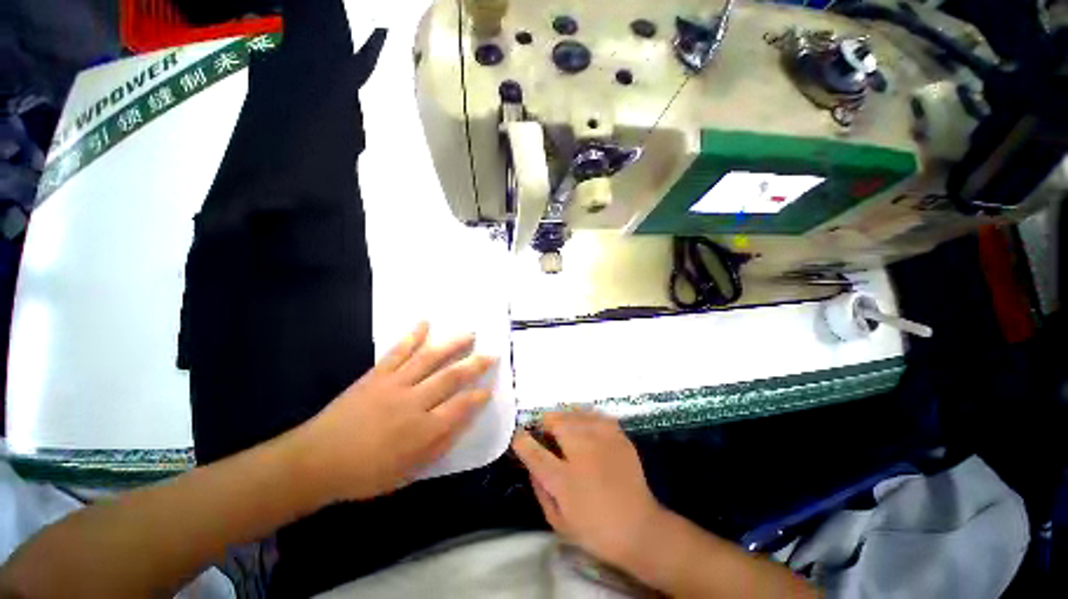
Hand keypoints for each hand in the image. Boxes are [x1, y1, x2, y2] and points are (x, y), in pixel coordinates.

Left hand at [290, 322, 494, 503]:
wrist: (316, 461)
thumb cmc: (365, 473)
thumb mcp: (408, 472)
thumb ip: (439, 446)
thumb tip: (463, 423)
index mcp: (422, 430)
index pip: (460, 407)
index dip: (478, 397)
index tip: (489, 390)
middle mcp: (413, 402)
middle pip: (451, 377)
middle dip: (475, 365)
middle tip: (491, 354)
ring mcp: (394, 384)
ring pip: (429, 359)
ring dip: (452, 345)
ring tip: (470, 334)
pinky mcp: (376, 374)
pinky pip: (397, 351)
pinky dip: (412, 335)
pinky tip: (425, 323)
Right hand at [512, 411, 665, 570]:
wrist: (640, 529)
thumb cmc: (595, 530)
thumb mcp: (559, 522)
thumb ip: (540, 491)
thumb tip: (531, 466)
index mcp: (564, 479)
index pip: (534, 452)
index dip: (522, 440)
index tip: (518, 435)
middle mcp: (582, 453)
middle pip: (557, 422)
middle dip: (546, 423)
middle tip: (546, 431)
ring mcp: (603, 441)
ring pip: (576, 414)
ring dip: (564, 417)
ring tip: (564, 425)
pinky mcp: (619, 437)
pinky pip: (597, 416)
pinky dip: (586, 417)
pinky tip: (585, 425)